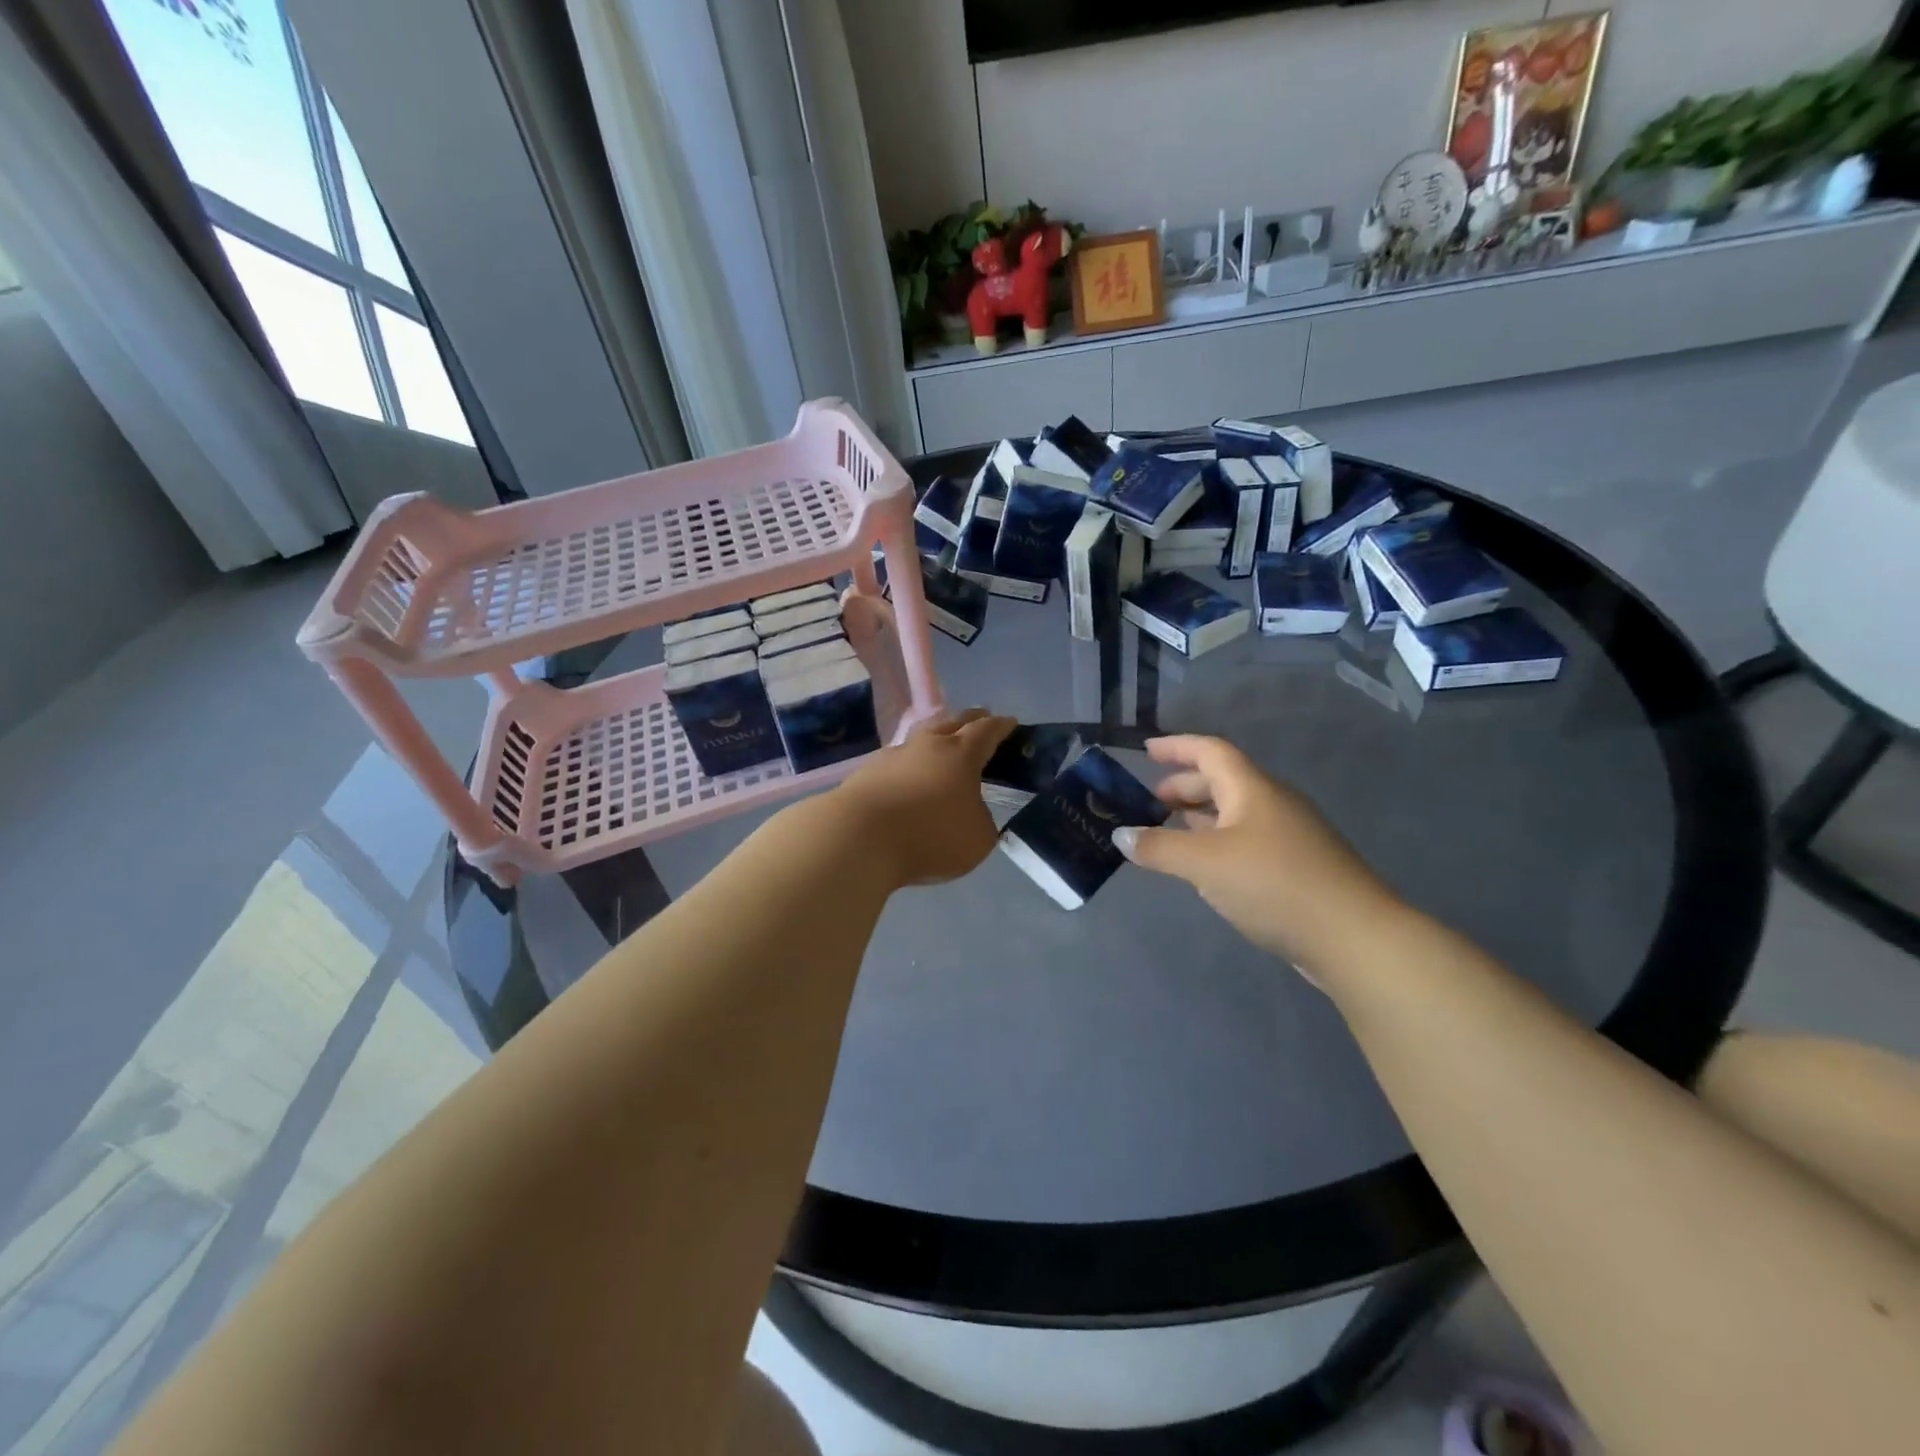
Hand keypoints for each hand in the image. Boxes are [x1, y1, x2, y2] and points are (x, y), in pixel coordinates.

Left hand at [832, 710, 1016, 886]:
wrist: (859, 838)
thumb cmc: (930, 835)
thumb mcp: (978, 839)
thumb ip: (982, 820)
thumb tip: (972, 812)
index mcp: (961, 754)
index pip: (987, 730)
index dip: (1001, 726)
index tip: (1010, 723)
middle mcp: (927, 745)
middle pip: (952, 722)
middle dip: (970, 720)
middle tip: (981, 721)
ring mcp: (893, 756)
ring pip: (921, 738)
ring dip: (935, 739)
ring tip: (942, 748)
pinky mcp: (867, 772)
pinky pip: (897, 761)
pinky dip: (909, 765)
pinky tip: (909, 778)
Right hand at [1112, 735, 1403, 975]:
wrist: (1354, 937)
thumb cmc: (1274, 884)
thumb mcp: (1205, 863)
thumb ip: (1159, 847)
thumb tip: (1120, 834)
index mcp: (1252, 789)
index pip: (1210, 751)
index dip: (1177, 746)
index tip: (1145, 750)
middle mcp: (1272, 803)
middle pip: (1222, 781)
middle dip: (1184, 786)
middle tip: (1151, 803)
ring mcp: (1289, 835)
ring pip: (1235, 813)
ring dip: (1200, 817)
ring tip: (1170, 831)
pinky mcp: (1297, 866)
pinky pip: (1247, 840)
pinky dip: (1219, 842)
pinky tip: (1207, 867)